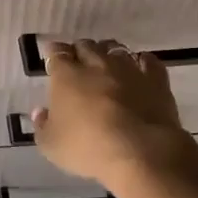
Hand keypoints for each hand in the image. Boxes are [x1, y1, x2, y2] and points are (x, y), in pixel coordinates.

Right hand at [29, 38, 197, 189]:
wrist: (141, 152)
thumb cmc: (88, 147)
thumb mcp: (52, 145)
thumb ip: (42, 126)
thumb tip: (41, 112)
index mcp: (66, 75)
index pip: (56, 53)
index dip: (54, 53)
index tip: (52, 58)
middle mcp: (96, 64)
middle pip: (86, 46)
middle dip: (80, 51)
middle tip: (78, 63)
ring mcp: (128, 69)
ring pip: (115, 49)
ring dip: (108, 53)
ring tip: (107, 63)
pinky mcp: (155, 80)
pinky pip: (148, 61)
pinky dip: (141, 61)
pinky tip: (139, 68)